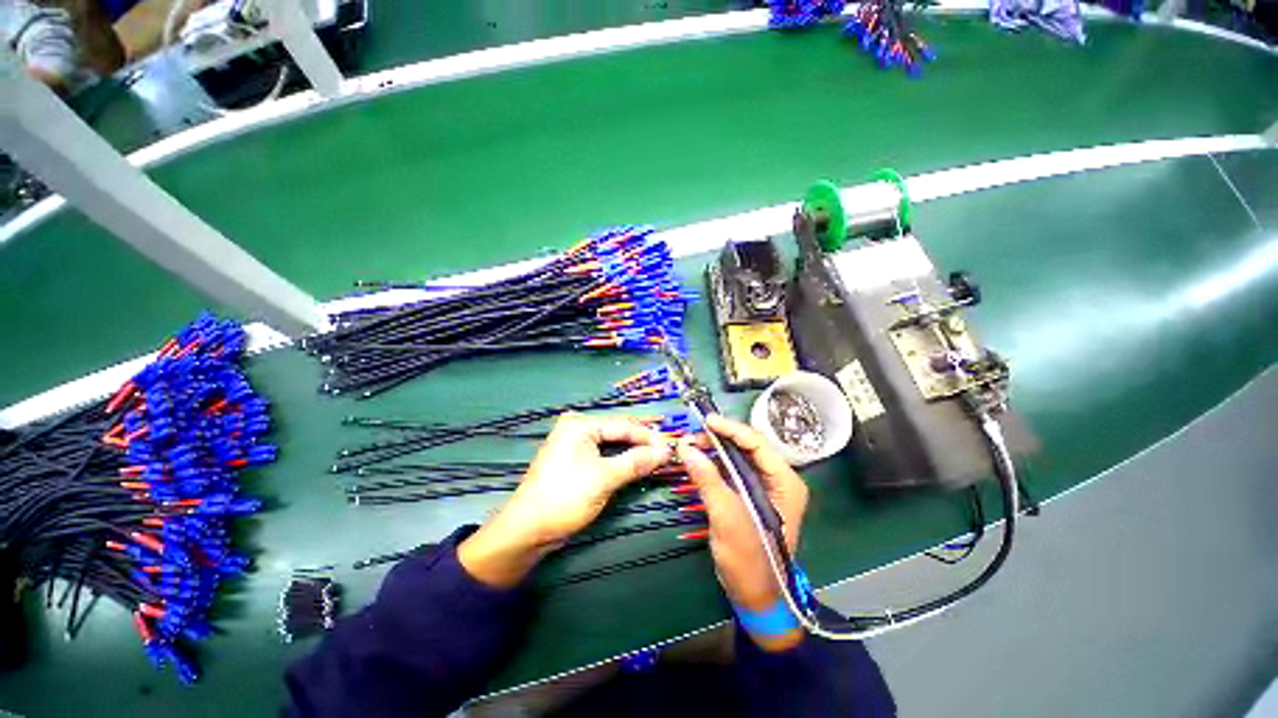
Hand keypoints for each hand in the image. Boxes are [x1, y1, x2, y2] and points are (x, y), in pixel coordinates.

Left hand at [459, 413, 671, 587]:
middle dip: (641, 443)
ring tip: (656, 459)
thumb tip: (666, 451)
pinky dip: (620, 461)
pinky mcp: (573, 460)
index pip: (622, 426)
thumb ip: (636, 461)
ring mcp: (573, 444)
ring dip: (632, 452)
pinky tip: (636, 465)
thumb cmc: (565, 497)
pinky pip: (603, 455)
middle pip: (617, 432)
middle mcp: (576, 428)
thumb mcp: (605, 478)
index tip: (671, 445)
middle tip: (666, 453)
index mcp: (580, 424)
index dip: (648, 436)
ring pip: (611, 444)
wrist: (527, 530)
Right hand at [678, 415, 808, 649]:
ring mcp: (767, 487)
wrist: (758, 598)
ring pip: (740, 457)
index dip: (730, 428)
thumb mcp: (727, 518)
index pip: (757, 442)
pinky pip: (735, 470)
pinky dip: (717, 463)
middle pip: (749, 446)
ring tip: (692, 446)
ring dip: (716, 449)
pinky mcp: (753, 495)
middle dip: (720, 438)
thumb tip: (685, 447)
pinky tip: (700, 461)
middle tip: (693, 436)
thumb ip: (707, 479)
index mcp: (785, 482)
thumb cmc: (750, 561)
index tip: (705, 421)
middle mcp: (779, 479)